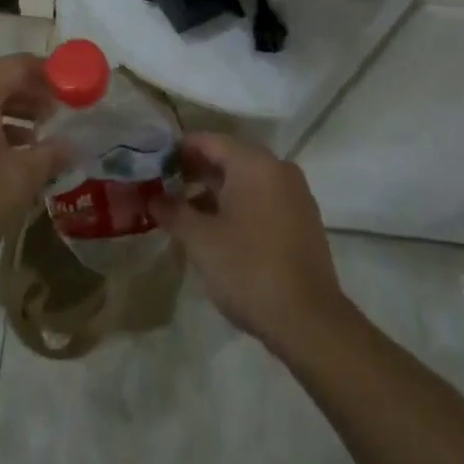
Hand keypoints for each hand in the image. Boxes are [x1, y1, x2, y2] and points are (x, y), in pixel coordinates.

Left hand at [0, 54, 69, 302]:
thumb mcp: (19, 182)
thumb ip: (50, 154)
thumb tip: (71, 144)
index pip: (24, 65)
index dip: (55, 78)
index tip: (79, 96)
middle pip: (0, 77)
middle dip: (33, 96)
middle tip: (62, 119)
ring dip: (11, 112)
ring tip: (40, 139)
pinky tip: (6, 153)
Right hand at [151, 132, 348, 351]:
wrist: (310, 322)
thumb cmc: (249, 270)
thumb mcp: (201, 241)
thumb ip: (174, 212)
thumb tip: (153, 198)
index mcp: (254, 163)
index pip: (209, 141)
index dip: (180, 150)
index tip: (156, 164)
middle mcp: (278, 168)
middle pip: (230, 158)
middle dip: (197, 172)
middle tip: (167, 188)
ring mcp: (295, 194)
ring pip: (247, 180)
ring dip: (217, 191)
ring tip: (188, 213)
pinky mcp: (304, 220)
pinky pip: (264, 199)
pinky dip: (240, 205)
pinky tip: (221, 230)